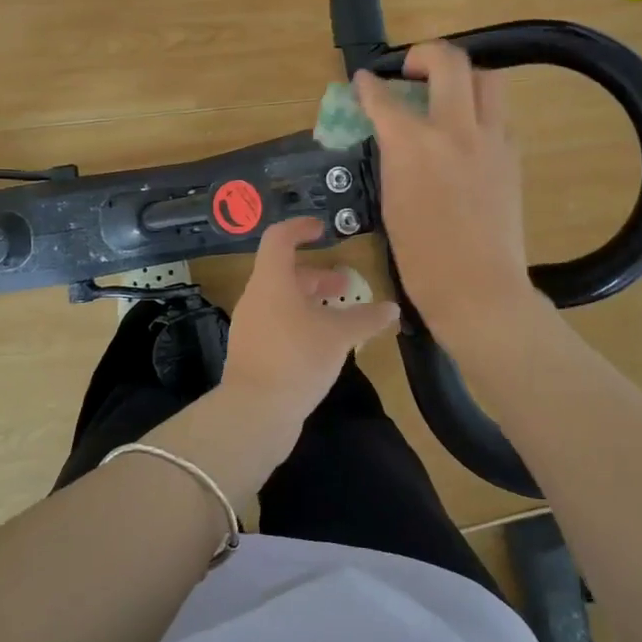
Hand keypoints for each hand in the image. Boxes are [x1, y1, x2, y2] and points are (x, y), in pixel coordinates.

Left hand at [220, 218, 399, 428]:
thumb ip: (365, 319)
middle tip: (345, 285)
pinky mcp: (252, 352)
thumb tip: (391, 309)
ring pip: (282, 300)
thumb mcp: (338, 336)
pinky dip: (301, 322)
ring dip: (311, 301)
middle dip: (316, 275)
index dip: (300, 228)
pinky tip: (323, 345)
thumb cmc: (297, 359)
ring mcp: (250, 326)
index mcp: (272, 281)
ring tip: (340, 317)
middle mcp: (256, 298)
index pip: (279, 238)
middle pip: (284, 272)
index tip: (322, 230)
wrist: (254, 413)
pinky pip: (278, 324)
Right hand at [353, 40, 540, 338]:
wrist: (478, 288)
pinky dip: (480, 113)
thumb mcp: (391, 200)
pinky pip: (498, 116)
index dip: (369, 85)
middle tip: (413, 68)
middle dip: (426, 53)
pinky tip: (467, 136)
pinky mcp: (512, 156)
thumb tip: (394, 133)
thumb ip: (393, 156)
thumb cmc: (421, 257)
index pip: (385, 97)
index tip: (364, 80)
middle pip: (450, 61)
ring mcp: (491, 140)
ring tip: (448, 94)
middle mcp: (456, 130)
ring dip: (464, 76)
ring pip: (487, 78)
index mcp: (414, 144)